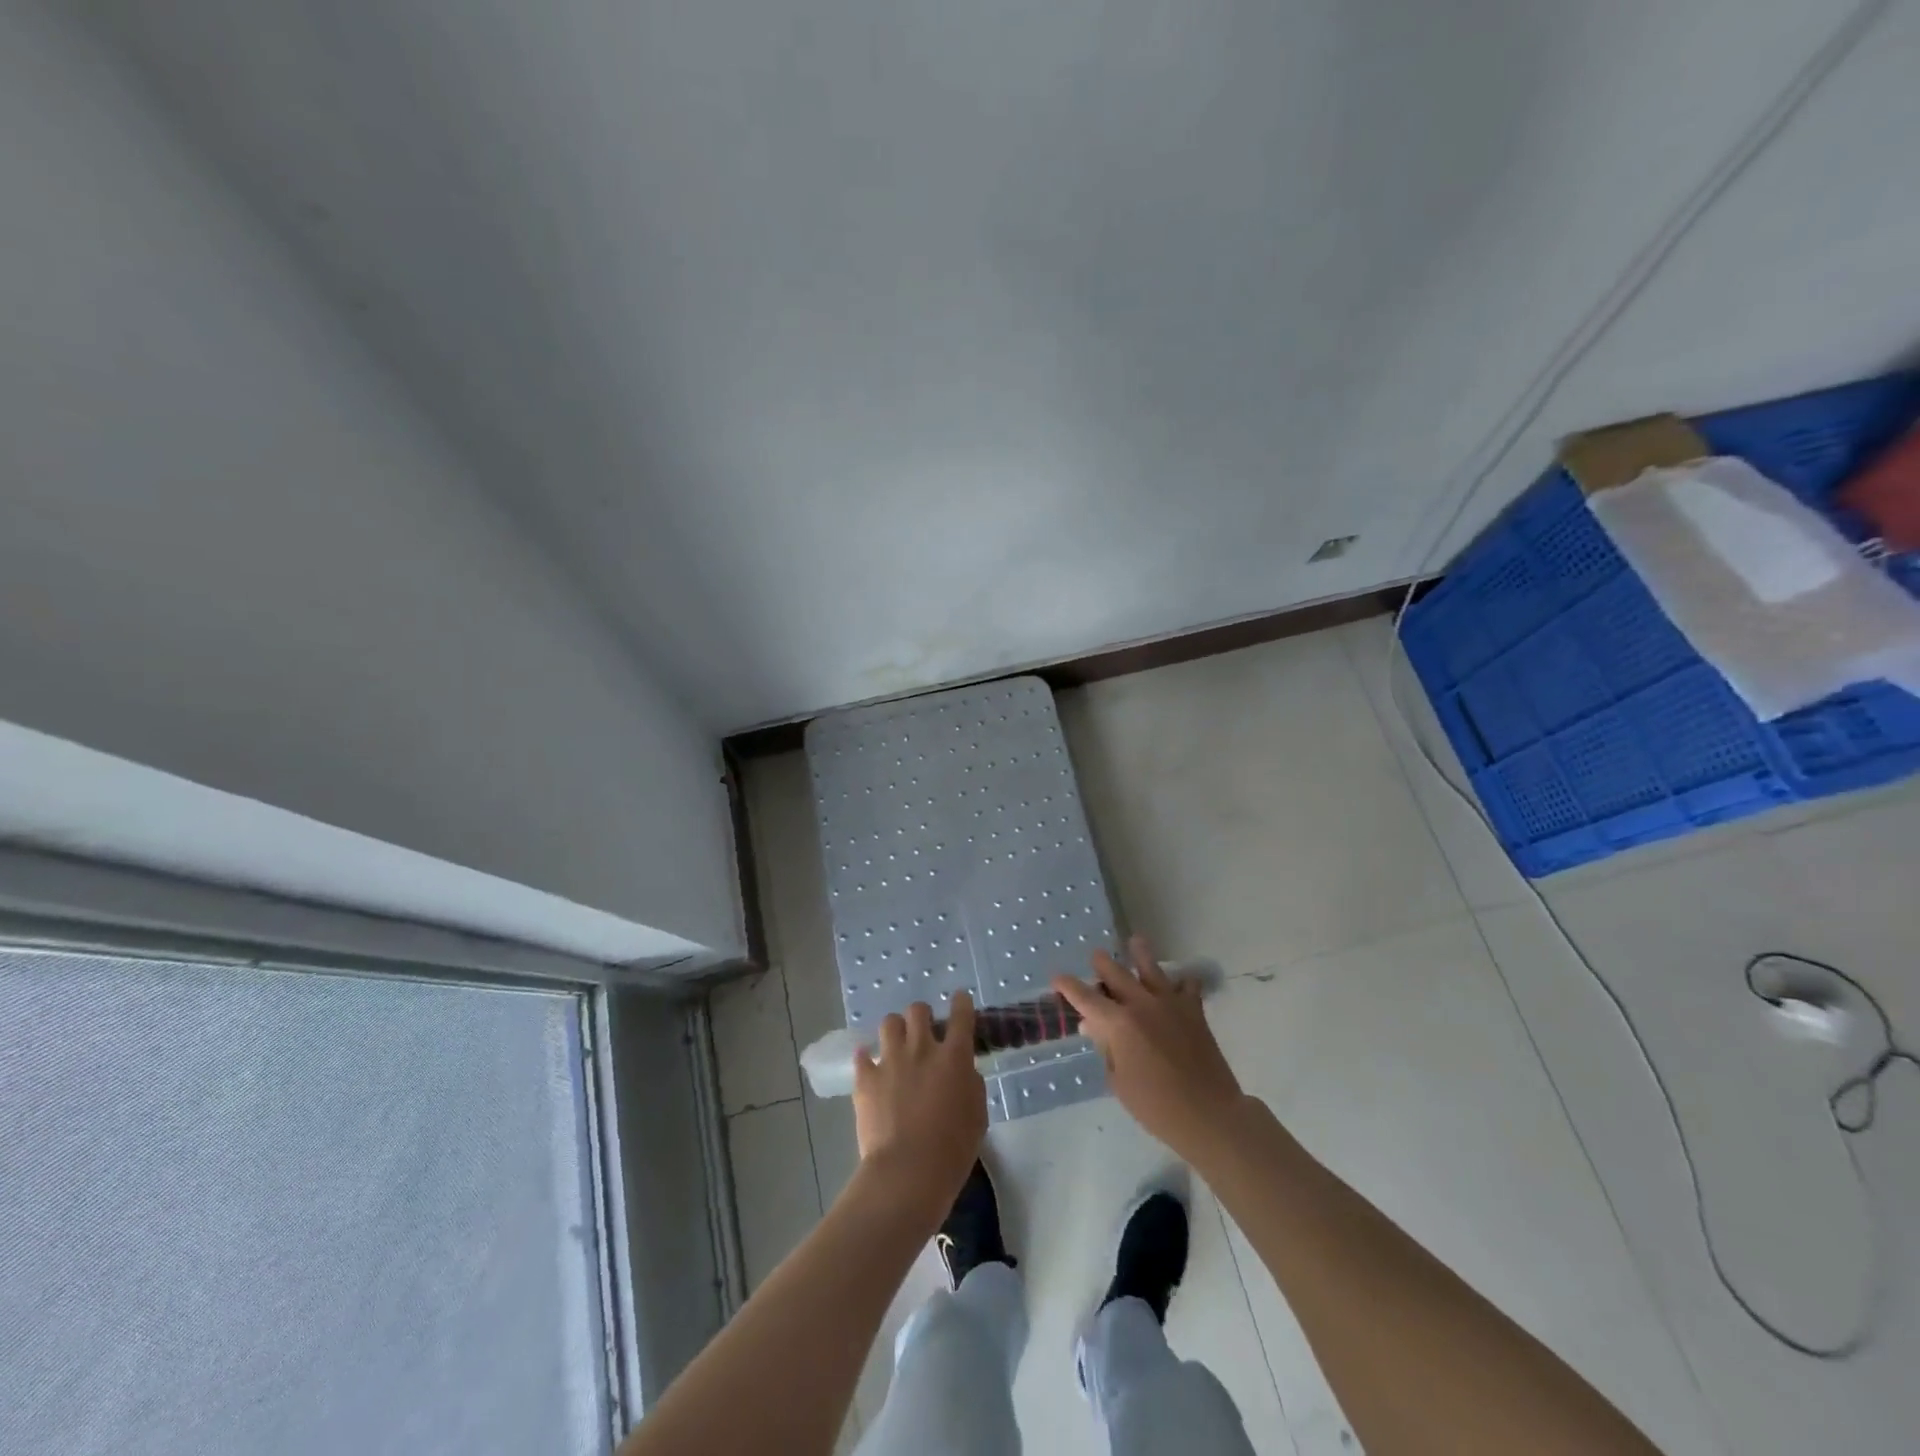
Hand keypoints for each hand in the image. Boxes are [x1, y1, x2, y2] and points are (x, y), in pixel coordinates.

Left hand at [853, 994, 987, 1223]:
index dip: (961, 1003)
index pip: (961, 1015)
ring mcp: (891, 1061)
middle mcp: (922, 1049)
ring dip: (896, 1030)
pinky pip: (862, 1055)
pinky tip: (870, 1067)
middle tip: (924, 1031)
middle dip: (922, 1016)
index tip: (960, 999)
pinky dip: (867, 1058)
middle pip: (918, 1010)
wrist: (908, 1172)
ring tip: (897, 1045)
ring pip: (889, 1023)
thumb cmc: (953, 1150)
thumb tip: (962, 1071)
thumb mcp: (977, 1115)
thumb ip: (971, 1084)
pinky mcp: (866, 1079)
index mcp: (954, 1057)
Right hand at [1054, 936, 1246, 1160]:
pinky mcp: (1193, 1011)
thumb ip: (1105, 1048)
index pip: (1085, 997)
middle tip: (1095, 956)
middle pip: (1115, 972)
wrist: (1208, 1114)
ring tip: (1135, 940)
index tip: (1056, 978)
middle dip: (1101, 963)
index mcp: (1118, 1023)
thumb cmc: (1155, 1106)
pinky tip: (1178, 982)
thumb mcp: (1118, 1081)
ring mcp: (1169, 1004)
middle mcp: (1141, 1004)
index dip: (1068, 986)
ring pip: (1151, 968)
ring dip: (1140, 953)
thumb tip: (1094, 1025)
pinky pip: (1187, 985)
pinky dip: (1181, 982)